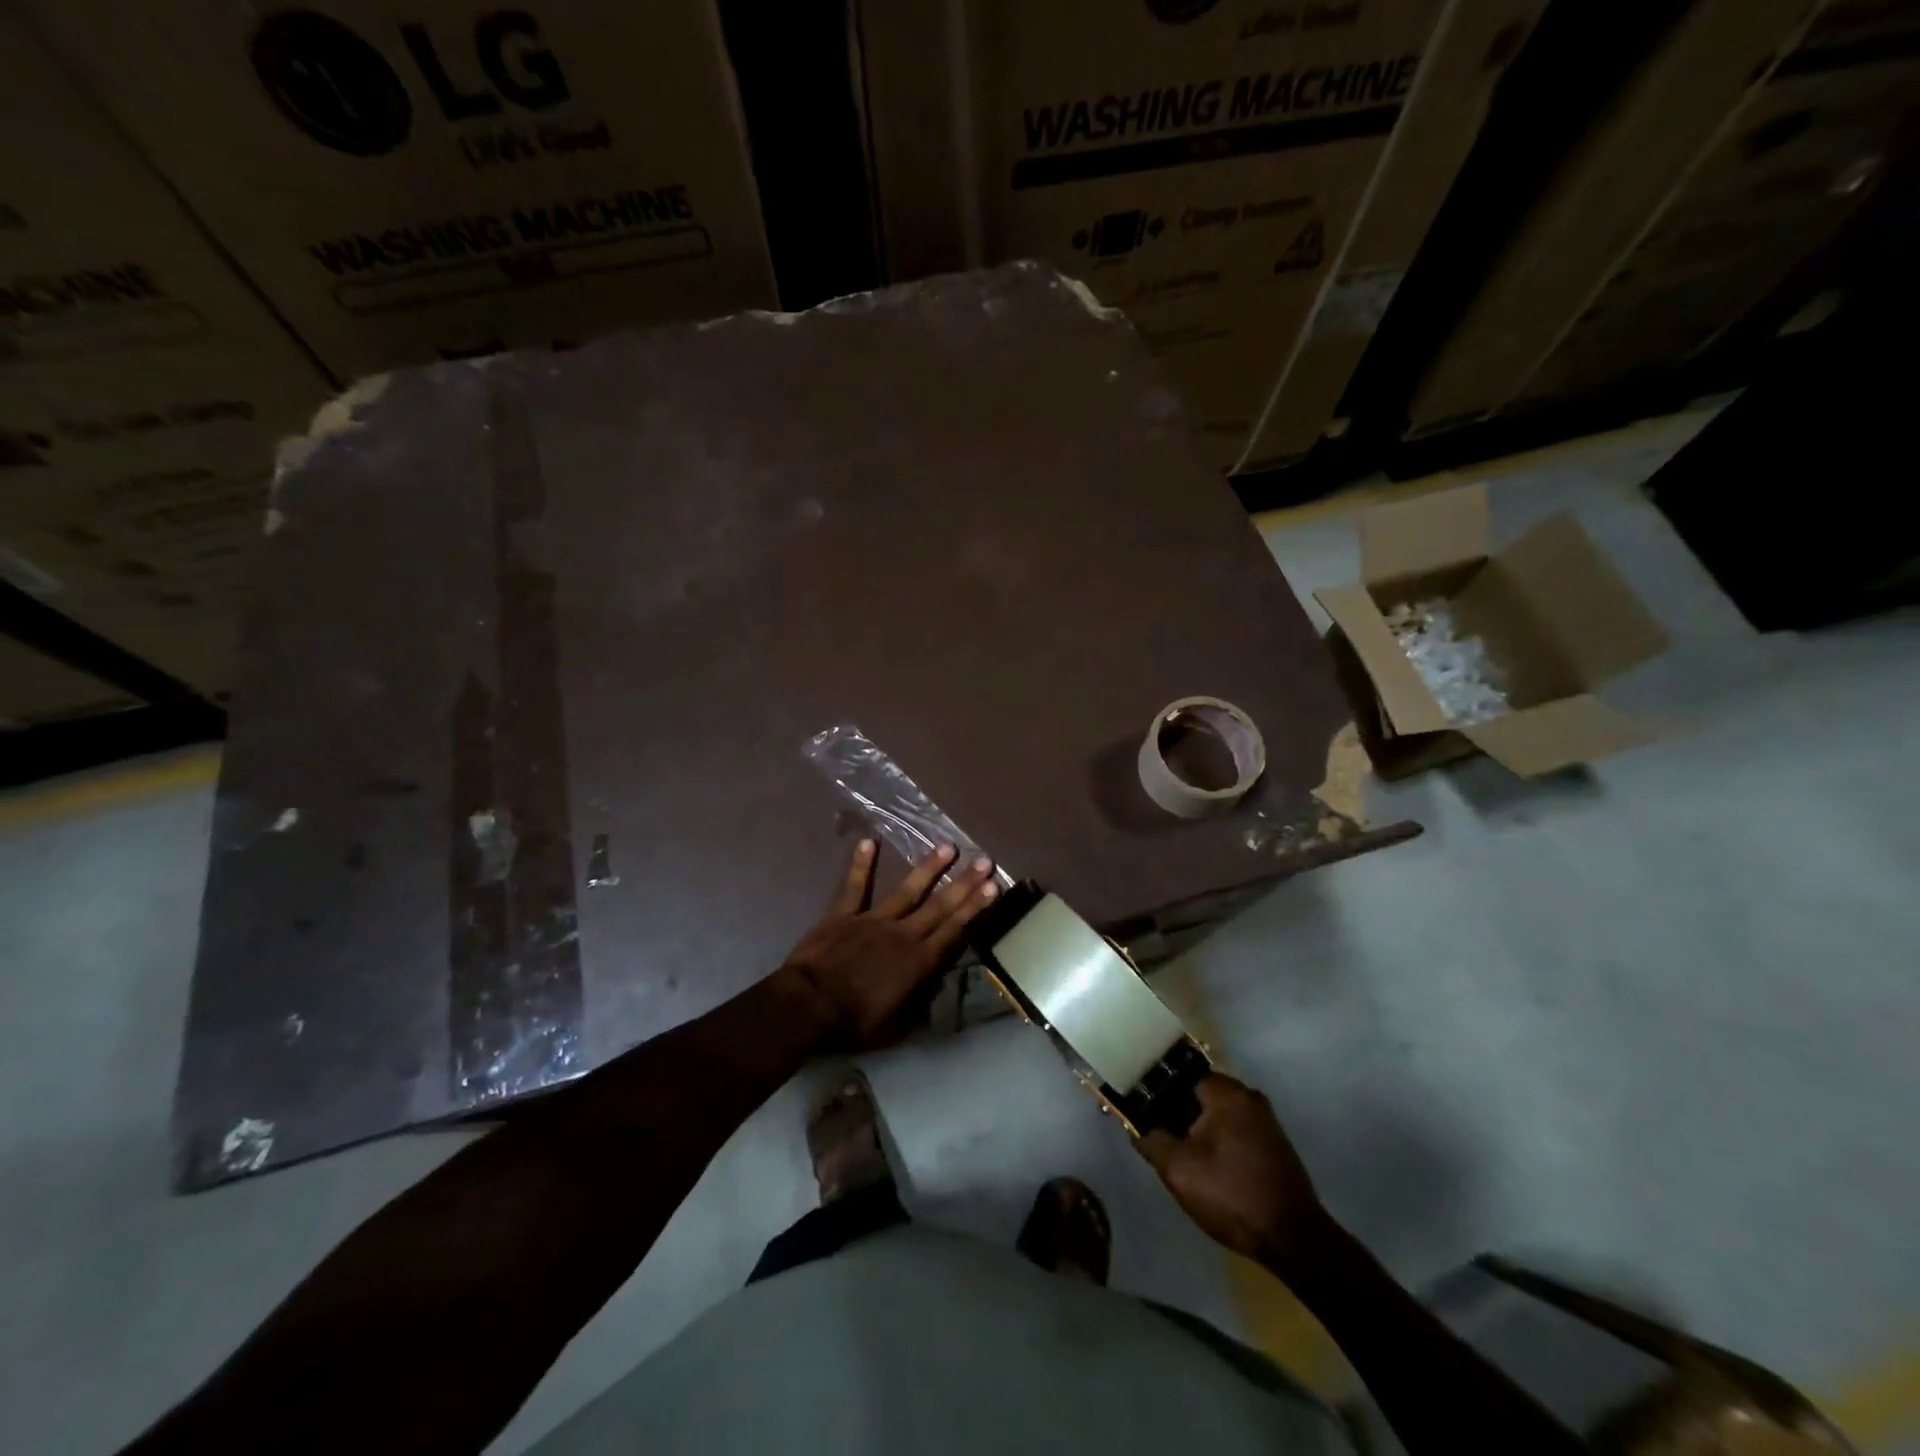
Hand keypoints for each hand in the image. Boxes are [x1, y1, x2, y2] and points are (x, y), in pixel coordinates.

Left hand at [776, 839, 998, 1049]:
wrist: (809, 1005)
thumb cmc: (853, 1022)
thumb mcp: (895, 1027)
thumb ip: (917, 1005)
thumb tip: (934, 991)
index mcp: (918, 962)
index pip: (954, 930)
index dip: (976, 908)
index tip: (994, 887)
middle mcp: (902, 933)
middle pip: (939, 905)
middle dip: (965, 883)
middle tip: (985, 860)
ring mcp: (873, 919)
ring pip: (907, 889)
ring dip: (929, 868)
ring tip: (948, 847)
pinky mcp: (843, 914)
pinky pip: (854, 886)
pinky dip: (861, 864)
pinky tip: (869, 841)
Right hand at [1137, 1074, 1332, 1270]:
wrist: (1294, 1241)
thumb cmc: (1232, 1196)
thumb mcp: (1178, 1170)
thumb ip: (1151, 1140)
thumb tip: (1137, 1126)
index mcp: (1228, 1093)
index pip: (1181, 1077)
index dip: (1159, 1094)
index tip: (1145, 1114)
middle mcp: (1250, 1097)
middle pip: (1200, 1096)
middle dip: (1179, 1115)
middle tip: (1162, 1139)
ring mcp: (1267, 1122)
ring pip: (1218, 1116)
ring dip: (1200, 1131)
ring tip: (1183, 1157)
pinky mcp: (1275, 1145)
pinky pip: (1236, 1132)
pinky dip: (1220, 1143)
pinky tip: (1210, 1169)